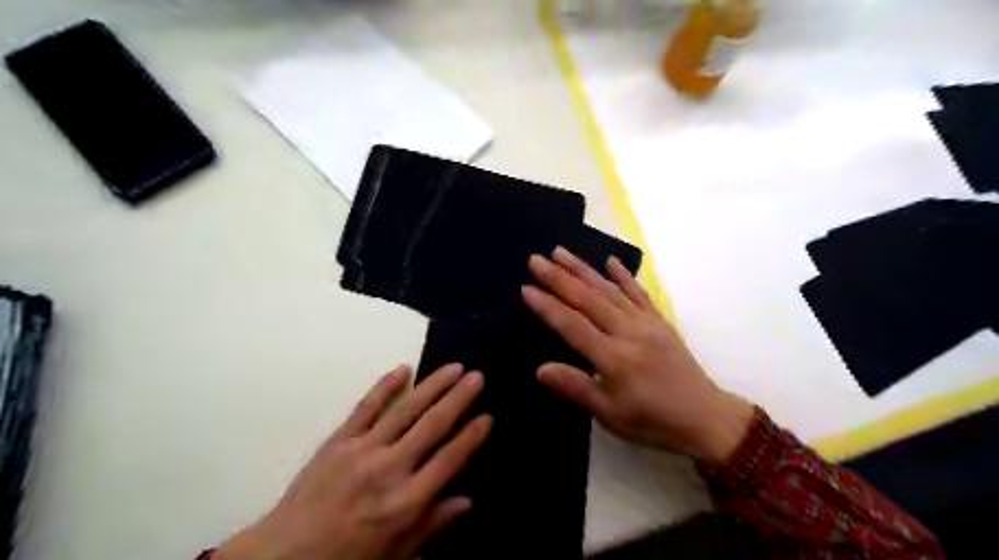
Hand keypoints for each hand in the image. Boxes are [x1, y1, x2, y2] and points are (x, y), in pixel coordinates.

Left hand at [214, 363, 490, 559]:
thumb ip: (432, 525)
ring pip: (405, 410)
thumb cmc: (347, 557)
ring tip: (453, 368)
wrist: (284, 555)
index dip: (471, 436)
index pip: (448, 460)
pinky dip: (385, 386)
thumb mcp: (396, 553)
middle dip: (459, 398)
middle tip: (477, 376)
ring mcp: (361, 450)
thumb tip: (467, 501)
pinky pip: (365, 407)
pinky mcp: (338, 440)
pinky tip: (403, 368)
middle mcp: (388, 470)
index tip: (487, 416)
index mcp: (405, 502)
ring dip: (432, 386)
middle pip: (432, 426)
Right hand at [523, 250, 749, 464]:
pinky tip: (610, 262)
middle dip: (559, 277)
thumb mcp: (610, 415)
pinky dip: (623, 276)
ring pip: (609, 290)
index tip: (526, 288)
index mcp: (613, 357)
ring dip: (583, 269)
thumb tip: (540, 369)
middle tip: (536, 259)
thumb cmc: (652, 421)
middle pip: (588, 299)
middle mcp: (628, 332)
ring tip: (561, 252)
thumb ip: (576, 387)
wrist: (706, 418)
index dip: (547, 306)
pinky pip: (639, 293)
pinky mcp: (660, 321)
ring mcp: (646, 323)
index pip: (572, 325)